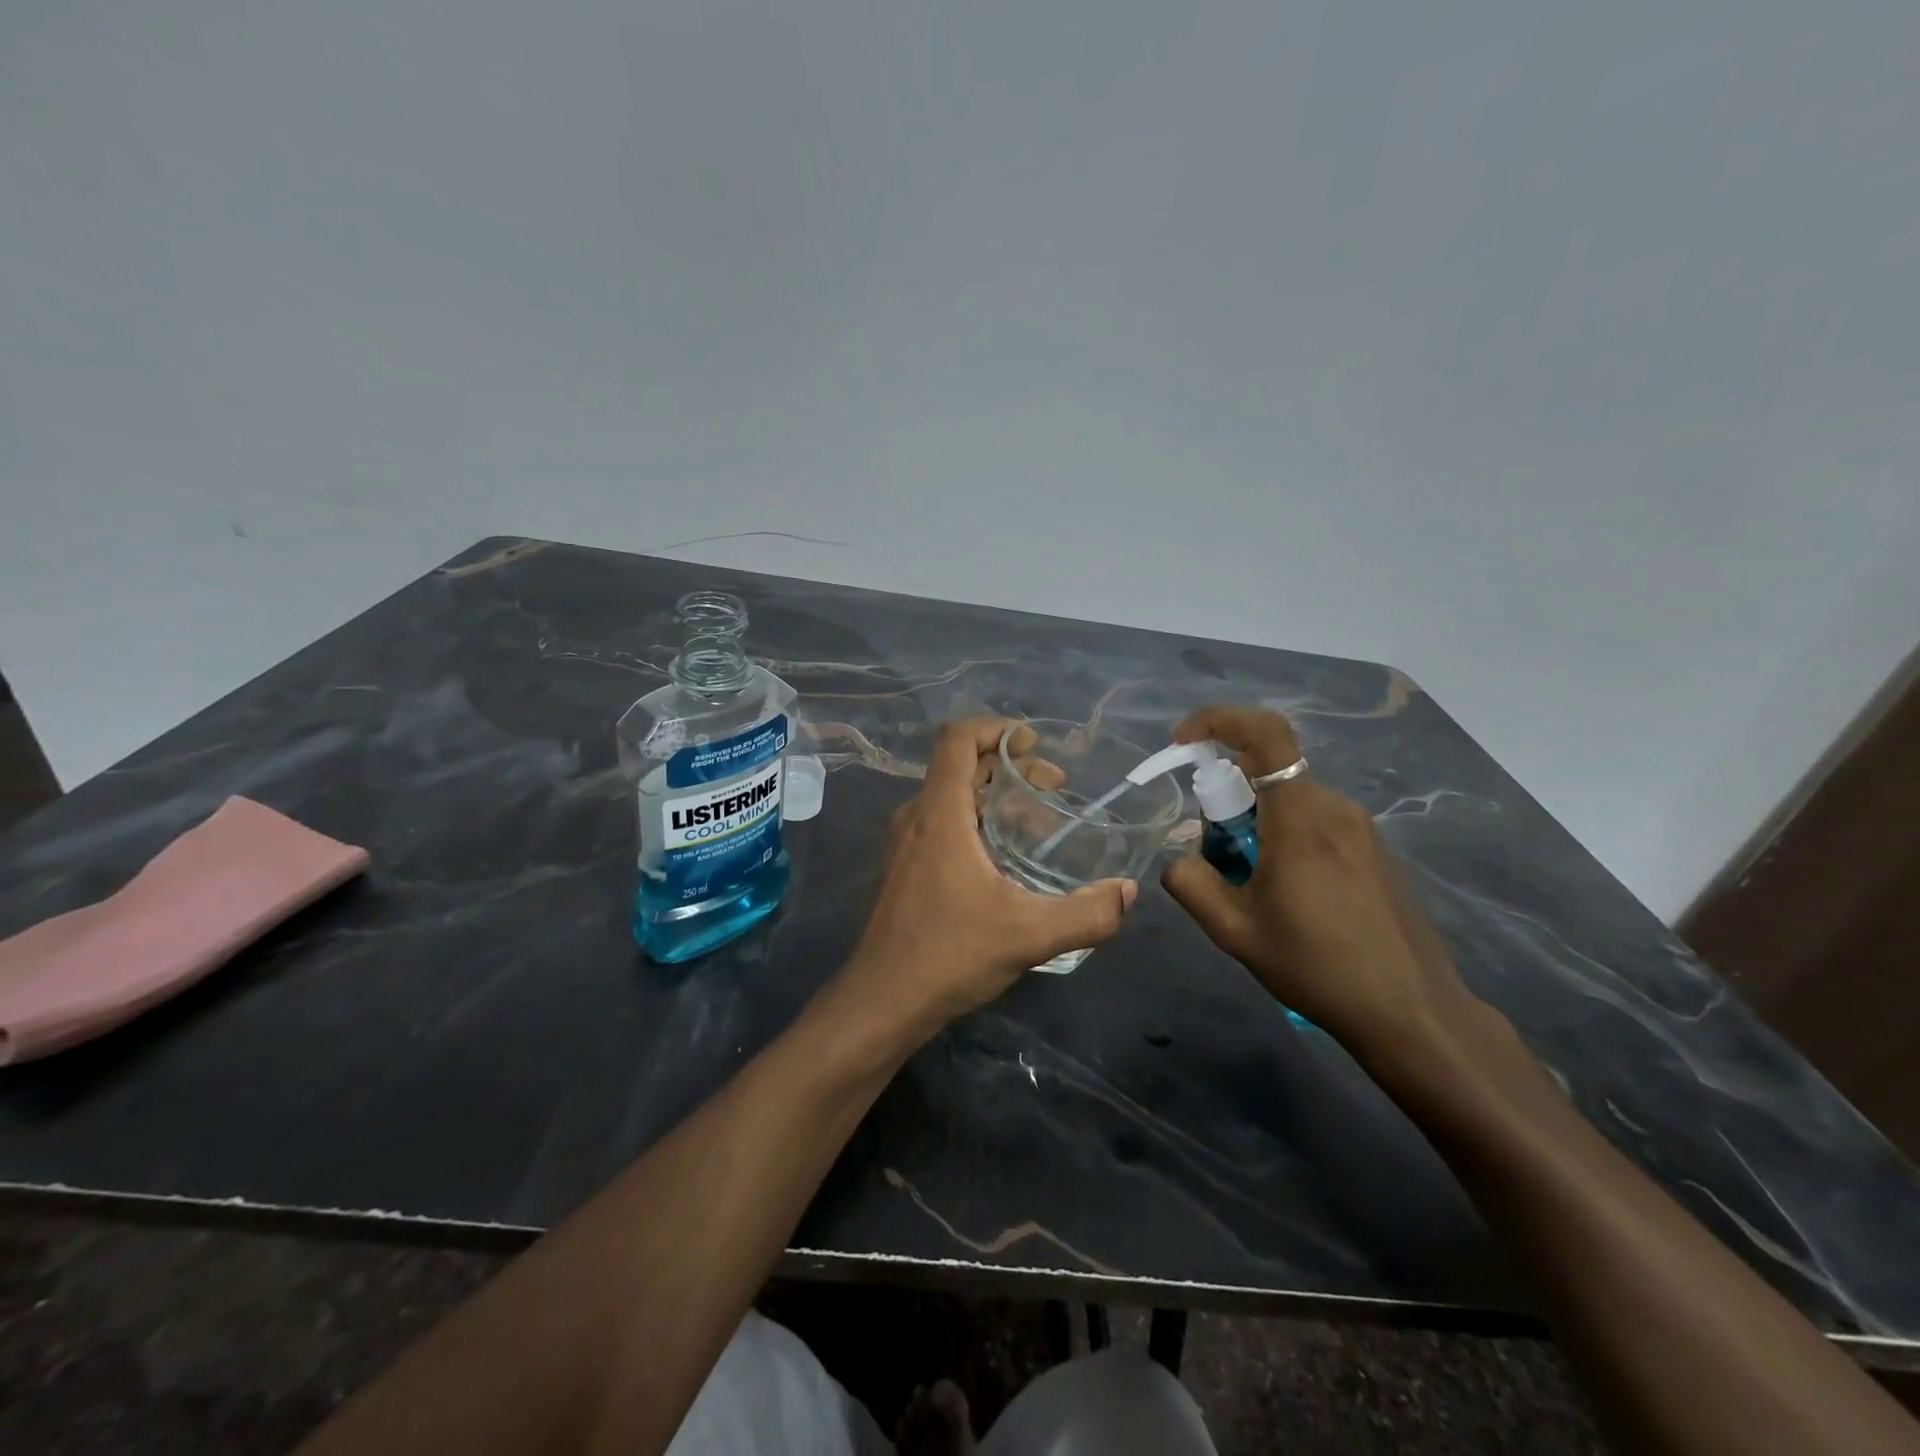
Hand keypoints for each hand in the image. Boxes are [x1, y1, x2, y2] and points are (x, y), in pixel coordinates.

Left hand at [840, 717, 1136, 1038]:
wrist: (882, 1001)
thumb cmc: (949, 955)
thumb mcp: (1029, 935)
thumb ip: (1087, 914)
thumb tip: (1127, 893)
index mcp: (940, 814)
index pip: (956, 739)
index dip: (994, 728)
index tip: (1033, 743)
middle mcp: (917, 817)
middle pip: (960, 765)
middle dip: (1008, 765)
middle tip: (1055, 785)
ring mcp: (906, 843)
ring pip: (952, 795)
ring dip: (995, 794)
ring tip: (1040, 820)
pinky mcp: (905, 867)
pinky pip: (943, 822)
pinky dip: (977, 819)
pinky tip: (1007, 857)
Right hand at [1160, 705, 1471, 1056]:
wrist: (1412, 1011)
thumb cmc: (1317, 966)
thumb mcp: (1234, 931)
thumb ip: (1191, 884)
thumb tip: (1181, 860)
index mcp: (1300, 816)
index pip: (1264, 733)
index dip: (1218, 721)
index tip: (1183, 743)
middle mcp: (1335, 807)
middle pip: (1268, 772)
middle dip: (1227, 795)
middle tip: (1213, 851)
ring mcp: (1362, 829)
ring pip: (1291, 798)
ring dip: (1255, 821)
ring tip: (1249, 883)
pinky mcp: (1375, 850)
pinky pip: (1316, 820)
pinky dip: (1284, 835)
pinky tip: (1287, 894)